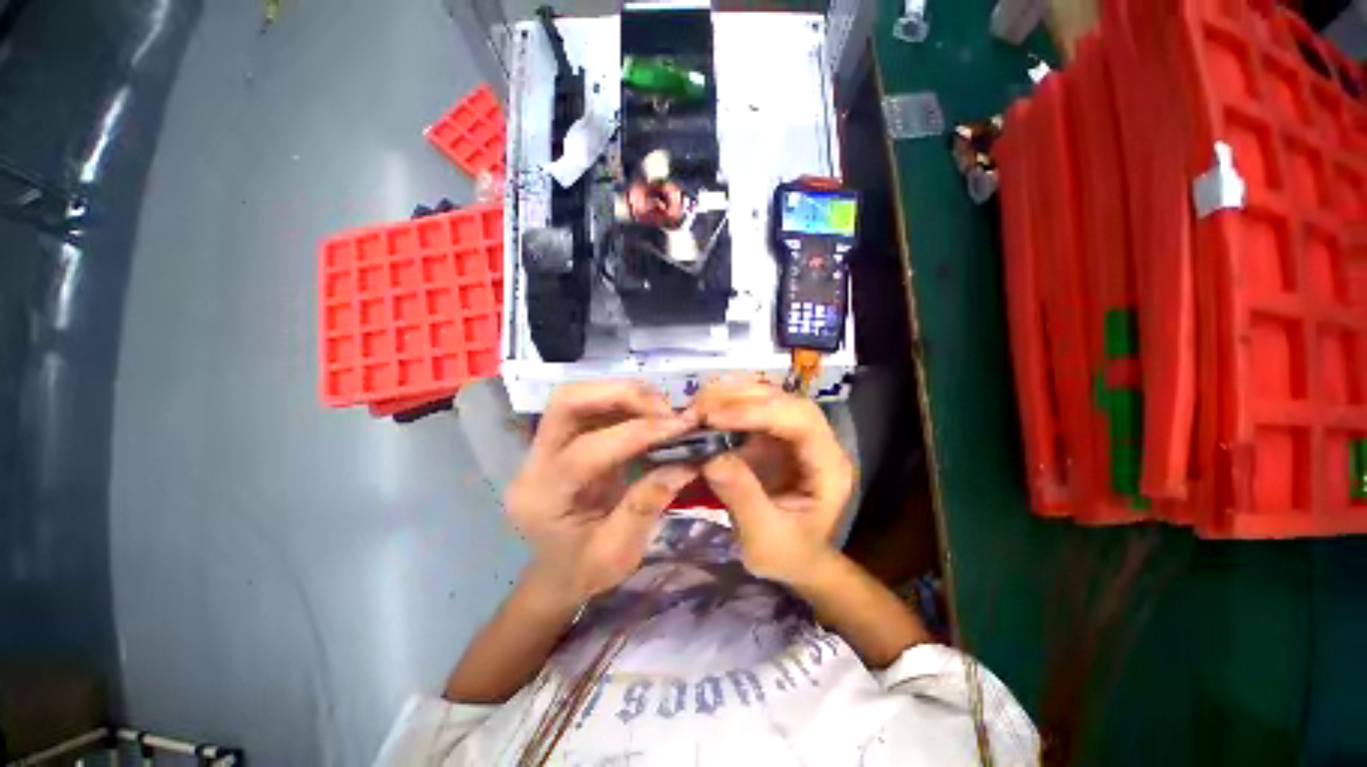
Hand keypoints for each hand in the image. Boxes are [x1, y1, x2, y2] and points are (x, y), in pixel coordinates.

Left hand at [505, 381, 699, 603]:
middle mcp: (533, 463)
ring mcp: (543, 447)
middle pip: (566, 403)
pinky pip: (590, 407)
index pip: (587, 451)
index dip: (637, 433)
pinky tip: (648, 413)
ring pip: (577, 397)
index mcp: (542, 498)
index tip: (680, 427)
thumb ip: (647, 504)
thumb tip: (686, 462)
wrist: (557, 574)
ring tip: (662, 408)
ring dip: (624, 394)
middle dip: (620, 395)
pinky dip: (623, 402)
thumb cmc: (584, 571)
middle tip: (665, 408)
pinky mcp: (561, 440)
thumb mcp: (619, 552)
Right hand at [695, 379, 853, 584]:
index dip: (759, 412)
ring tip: (697, 406)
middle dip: (740, 399)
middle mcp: (816, 440)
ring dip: (731, 395)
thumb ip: (743, 498)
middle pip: (784, 400)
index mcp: (828, 466)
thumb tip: (711, 457)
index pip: (801, 421)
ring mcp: (794, 434)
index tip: (715, 418)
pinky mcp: (773, 435)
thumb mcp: (764, 540)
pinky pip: (752, 407)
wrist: (795, 559)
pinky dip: (727, 404)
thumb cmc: (788, 555)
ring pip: (768, 396)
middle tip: (699, 408)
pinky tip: (705, 411)